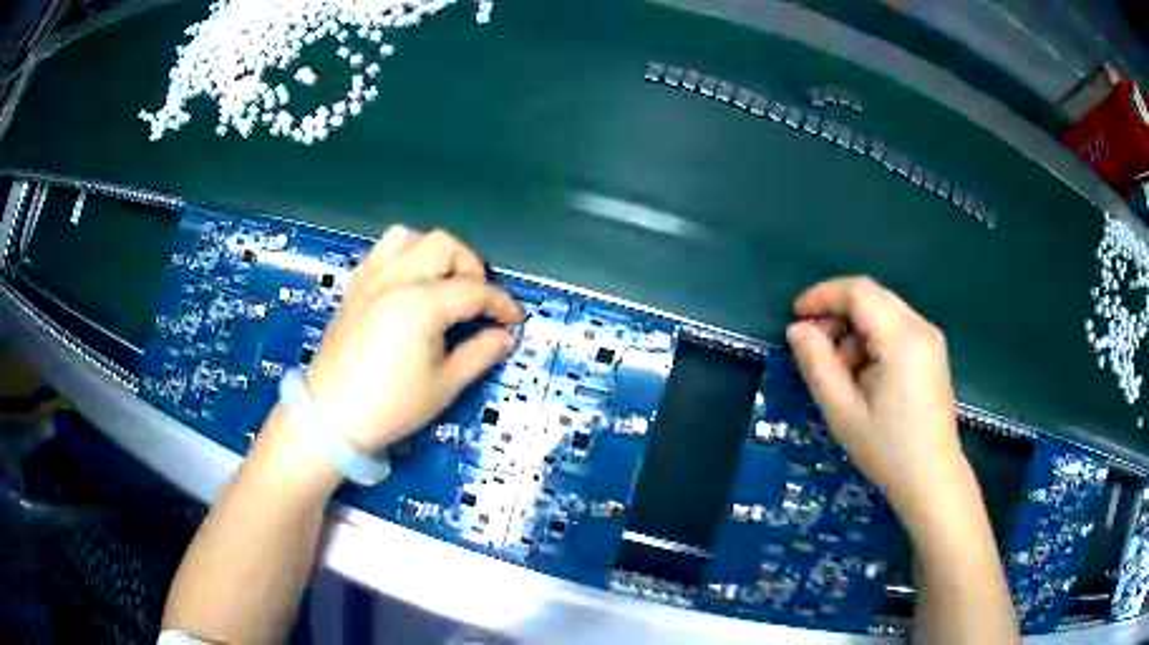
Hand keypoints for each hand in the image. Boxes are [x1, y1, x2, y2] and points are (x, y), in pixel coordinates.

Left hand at [303, 227, 521, 452]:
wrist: (331, 416)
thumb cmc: (390, 406)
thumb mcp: (444, 386)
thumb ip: (479, 354)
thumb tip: (505, 336)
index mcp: (421, 305)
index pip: (474, 290)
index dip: (501, 303)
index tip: (514, 320)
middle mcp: (396, 279)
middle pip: (445, 246)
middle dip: (471, 268)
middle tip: (476, 301)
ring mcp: (372, 278)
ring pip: (411, 237)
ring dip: (435, 255)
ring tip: (442, 285)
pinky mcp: (356, 285)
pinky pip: (383, 250)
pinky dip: (405, 255)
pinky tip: (410, 284)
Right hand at [785, 277, 964, 513]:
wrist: (932, 478)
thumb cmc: (887, 450)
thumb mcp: (844, 413)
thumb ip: (818, 365)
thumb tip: (797, 329)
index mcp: (902, 339)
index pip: (859, 292)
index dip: (824, 295)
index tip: (797, 315)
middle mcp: (920, 327)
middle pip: (872, 295)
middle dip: (838, 311)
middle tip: (814, 344)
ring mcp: (930, 338)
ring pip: (883, 309)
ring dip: (855, 327)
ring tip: (841, 371)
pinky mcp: (932, 351)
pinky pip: (896, 326)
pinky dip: (872, 338)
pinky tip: (864, 373)